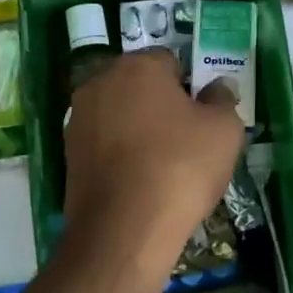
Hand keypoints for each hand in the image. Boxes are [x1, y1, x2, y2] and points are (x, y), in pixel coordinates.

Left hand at [63, 50, 244, 268]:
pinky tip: (139, 183)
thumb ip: (222, 100)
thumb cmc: (180, 168)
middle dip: (161, 106)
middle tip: (187, 142)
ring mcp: (78, 119)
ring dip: (139, 131)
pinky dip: (120, 156)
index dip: (191, 88)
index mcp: (137, 66)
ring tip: (163, 167)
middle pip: (140, 87)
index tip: (204, 119)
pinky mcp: (68, 155)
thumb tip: (216, 89)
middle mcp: (99, 83)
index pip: (171, 62)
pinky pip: (104, 145)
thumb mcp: (224, 131)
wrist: (123, 230)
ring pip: (120, 116)